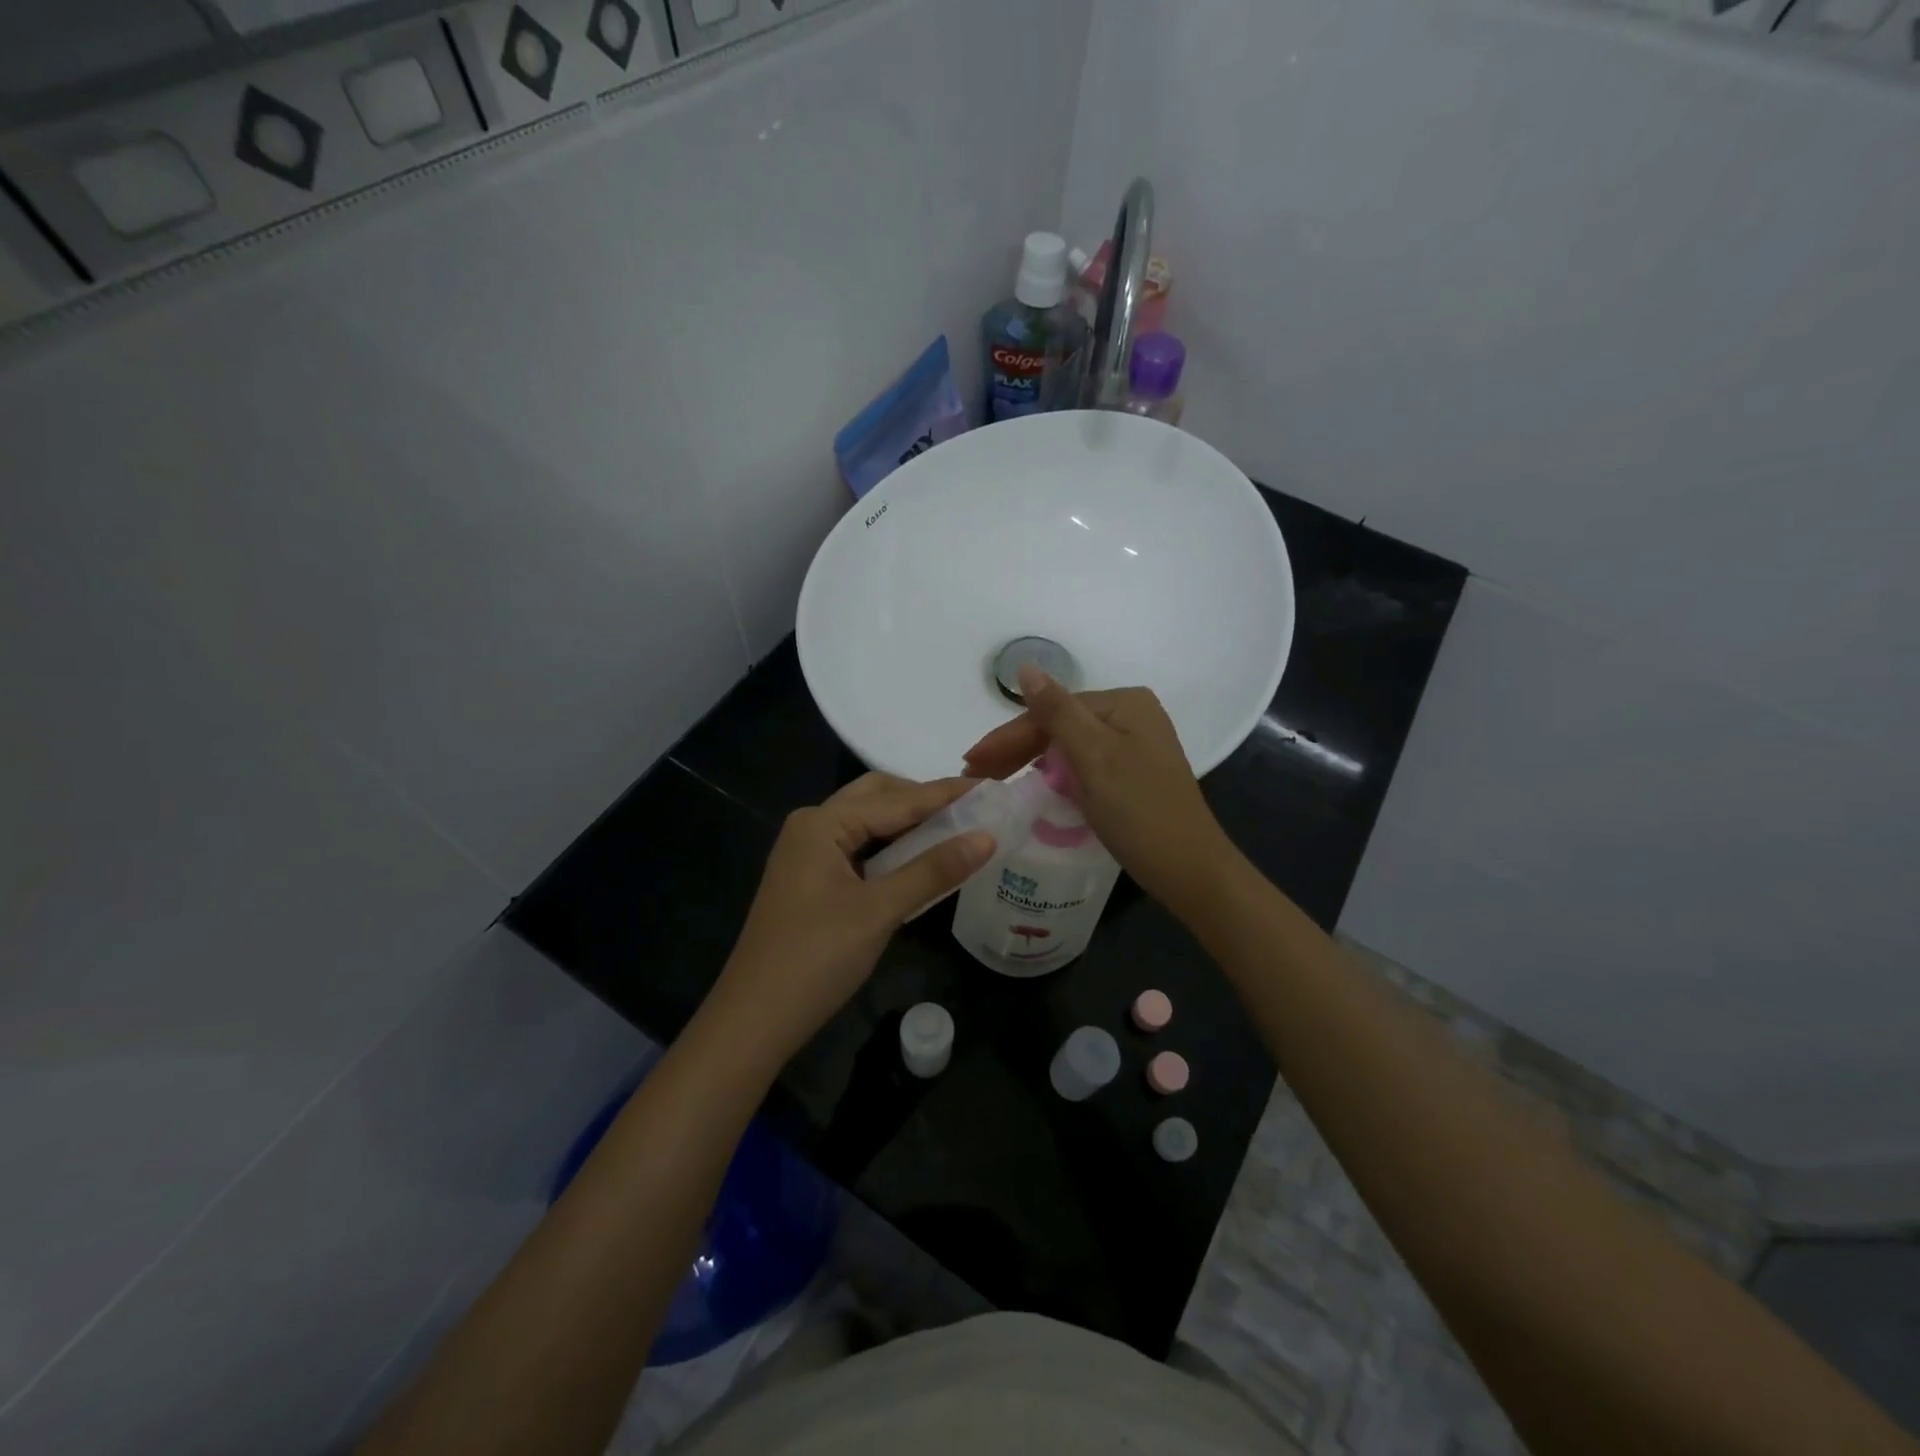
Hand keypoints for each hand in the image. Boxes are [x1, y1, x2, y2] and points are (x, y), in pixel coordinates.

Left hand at [704, 774, 995, 1066]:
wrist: (754, 1019)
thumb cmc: (817, 958)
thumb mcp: (880, 911)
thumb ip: (933, 870)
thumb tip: (987, 838)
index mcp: (823, 823)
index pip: (898, 799)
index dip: (946, 794)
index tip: (990, 785)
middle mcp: (812, 826)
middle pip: (877, 797)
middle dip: (923, 800)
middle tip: (971, 809)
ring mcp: (807, 852)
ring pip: (866, 822)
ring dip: (907, 823)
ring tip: (954, 829)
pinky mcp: (809, 878)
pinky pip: (857, 847)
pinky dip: (890, 847)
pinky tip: (918, 858)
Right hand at [963, 665, 1236, 915]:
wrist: (1190, 869)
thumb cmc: (1139, 811)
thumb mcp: (1093, 757)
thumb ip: (1056, 712)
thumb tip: (1025, 666)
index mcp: (1124, 703)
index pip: (1051, 711)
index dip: (1008, 736)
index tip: (971, 762)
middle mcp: (1132, 716)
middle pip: (1060, 726)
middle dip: (1016, 750)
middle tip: (975, 775)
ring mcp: (1135, 746)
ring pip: (1069, 747)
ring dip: (1031, 763)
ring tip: (994, 782)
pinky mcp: (1133, 774)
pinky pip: (1084, 766)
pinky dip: (1056, 776)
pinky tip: (1034, 787)